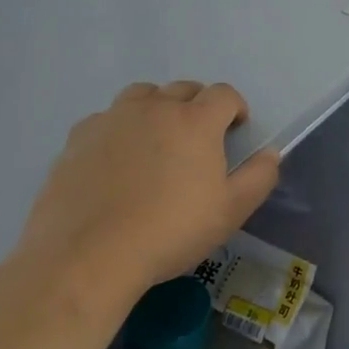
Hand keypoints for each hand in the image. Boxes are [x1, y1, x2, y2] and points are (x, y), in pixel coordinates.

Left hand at [17, 81, 280, 306]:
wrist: (86, 259)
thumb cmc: (169, 232)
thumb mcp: (230, 212)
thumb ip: (259, 177)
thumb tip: (271, 153)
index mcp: (196, 120)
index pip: (224, 94)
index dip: (234, 108)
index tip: (235, 131)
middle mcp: (155, 108)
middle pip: (183, 89)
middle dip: (197, 106)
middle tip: (197, 140)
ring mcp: (112, 119)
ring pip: (142, 96)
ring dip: (156, 108)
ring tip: (155, 140)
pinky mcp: (77, 139)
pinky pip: (105, 119)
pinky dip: (117, 129)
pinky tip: (115, 160)